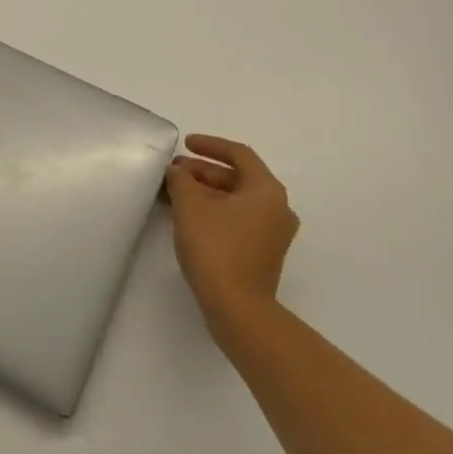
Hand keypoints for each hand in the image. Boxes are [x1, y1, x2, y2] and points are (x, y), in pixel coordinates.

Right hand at [166, 134, 299, 344]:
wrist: (238, 309)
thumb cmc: (216, 247)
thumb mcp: (190, 204)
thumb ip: (181, 179)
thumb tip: (178, 172)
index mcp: (267, 190)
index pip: (239, 154)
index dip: (210, 145)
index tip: (185, 144)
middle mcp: (277, 208)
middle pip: (238, 177)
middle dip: (204, 171)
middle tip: (174, 171)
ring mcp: (273, 234)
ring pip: (236, 200)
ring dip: (206, 192)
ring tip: (176, 192)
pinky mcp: (263, 254)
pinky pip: (237, 220)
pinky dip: (214, 211)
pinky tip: (188, 217)